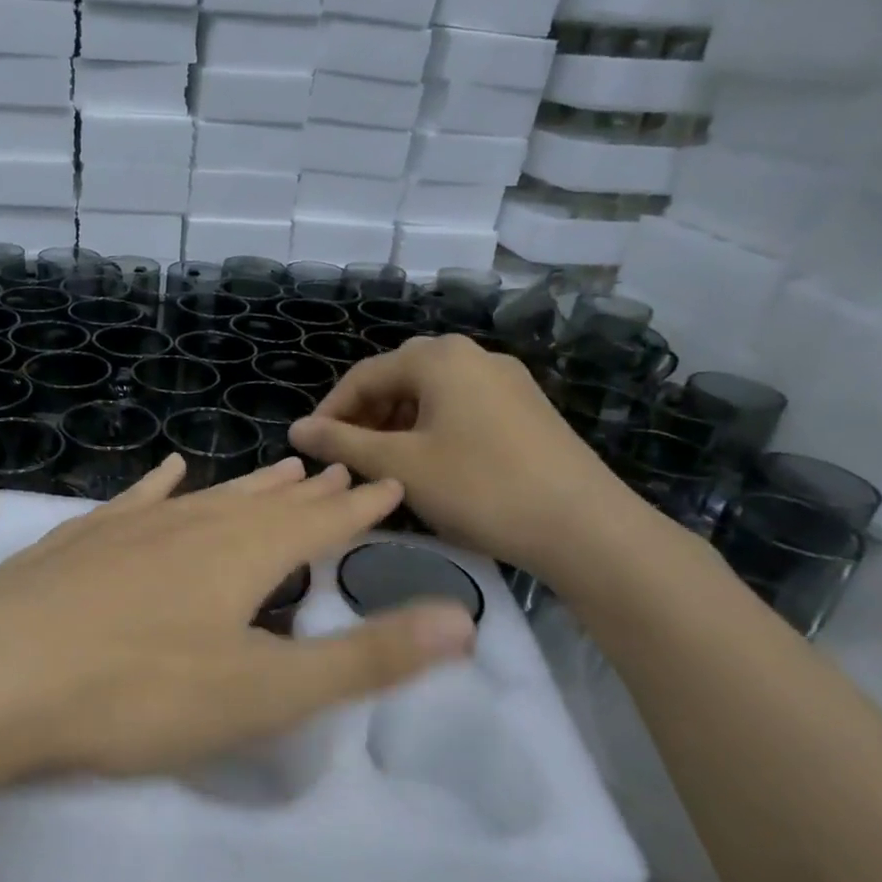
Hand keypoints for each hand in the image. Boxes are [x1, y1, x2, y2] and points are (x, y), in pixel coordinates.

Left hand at [0, 457, 476, 786]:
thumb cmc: (137, 693)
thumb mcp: (263, 692)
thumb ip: (363, 659)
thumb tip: (461, 621)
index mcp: (240, 556)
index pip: (318, 523)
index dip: (358, 507)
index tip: (388, 483)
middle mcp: (191, 526)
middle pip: (264, 503)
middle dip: (308, 492)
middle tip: (338, 469)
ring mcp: (130, 528)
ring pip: (207, 498)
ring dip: (248, 487)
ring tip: (280, 470)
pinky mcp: (81, 541)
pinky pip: (136, 501)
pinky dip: (161, 485)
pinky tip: (171, 471)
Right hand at [287, 335, 644, 587]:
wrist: (585, 527)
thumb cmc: (479, 487)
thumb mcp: (399, 466)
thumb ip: (342, 444)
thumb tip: (297, 430)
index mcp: (438, 357)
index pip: (364, 375)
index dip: (330, 411)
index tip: (311, 448)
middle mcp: (472, 355)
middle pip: (398, 379)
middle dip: (365, 417)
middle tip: (347, 459)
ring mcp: (506, 380)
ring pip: (431, 395)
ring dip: (397, 425)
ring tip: (384, 466)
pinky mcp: (527, 408)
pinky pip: (462, 407)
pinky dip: (432, 430)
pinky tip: (431, 466)